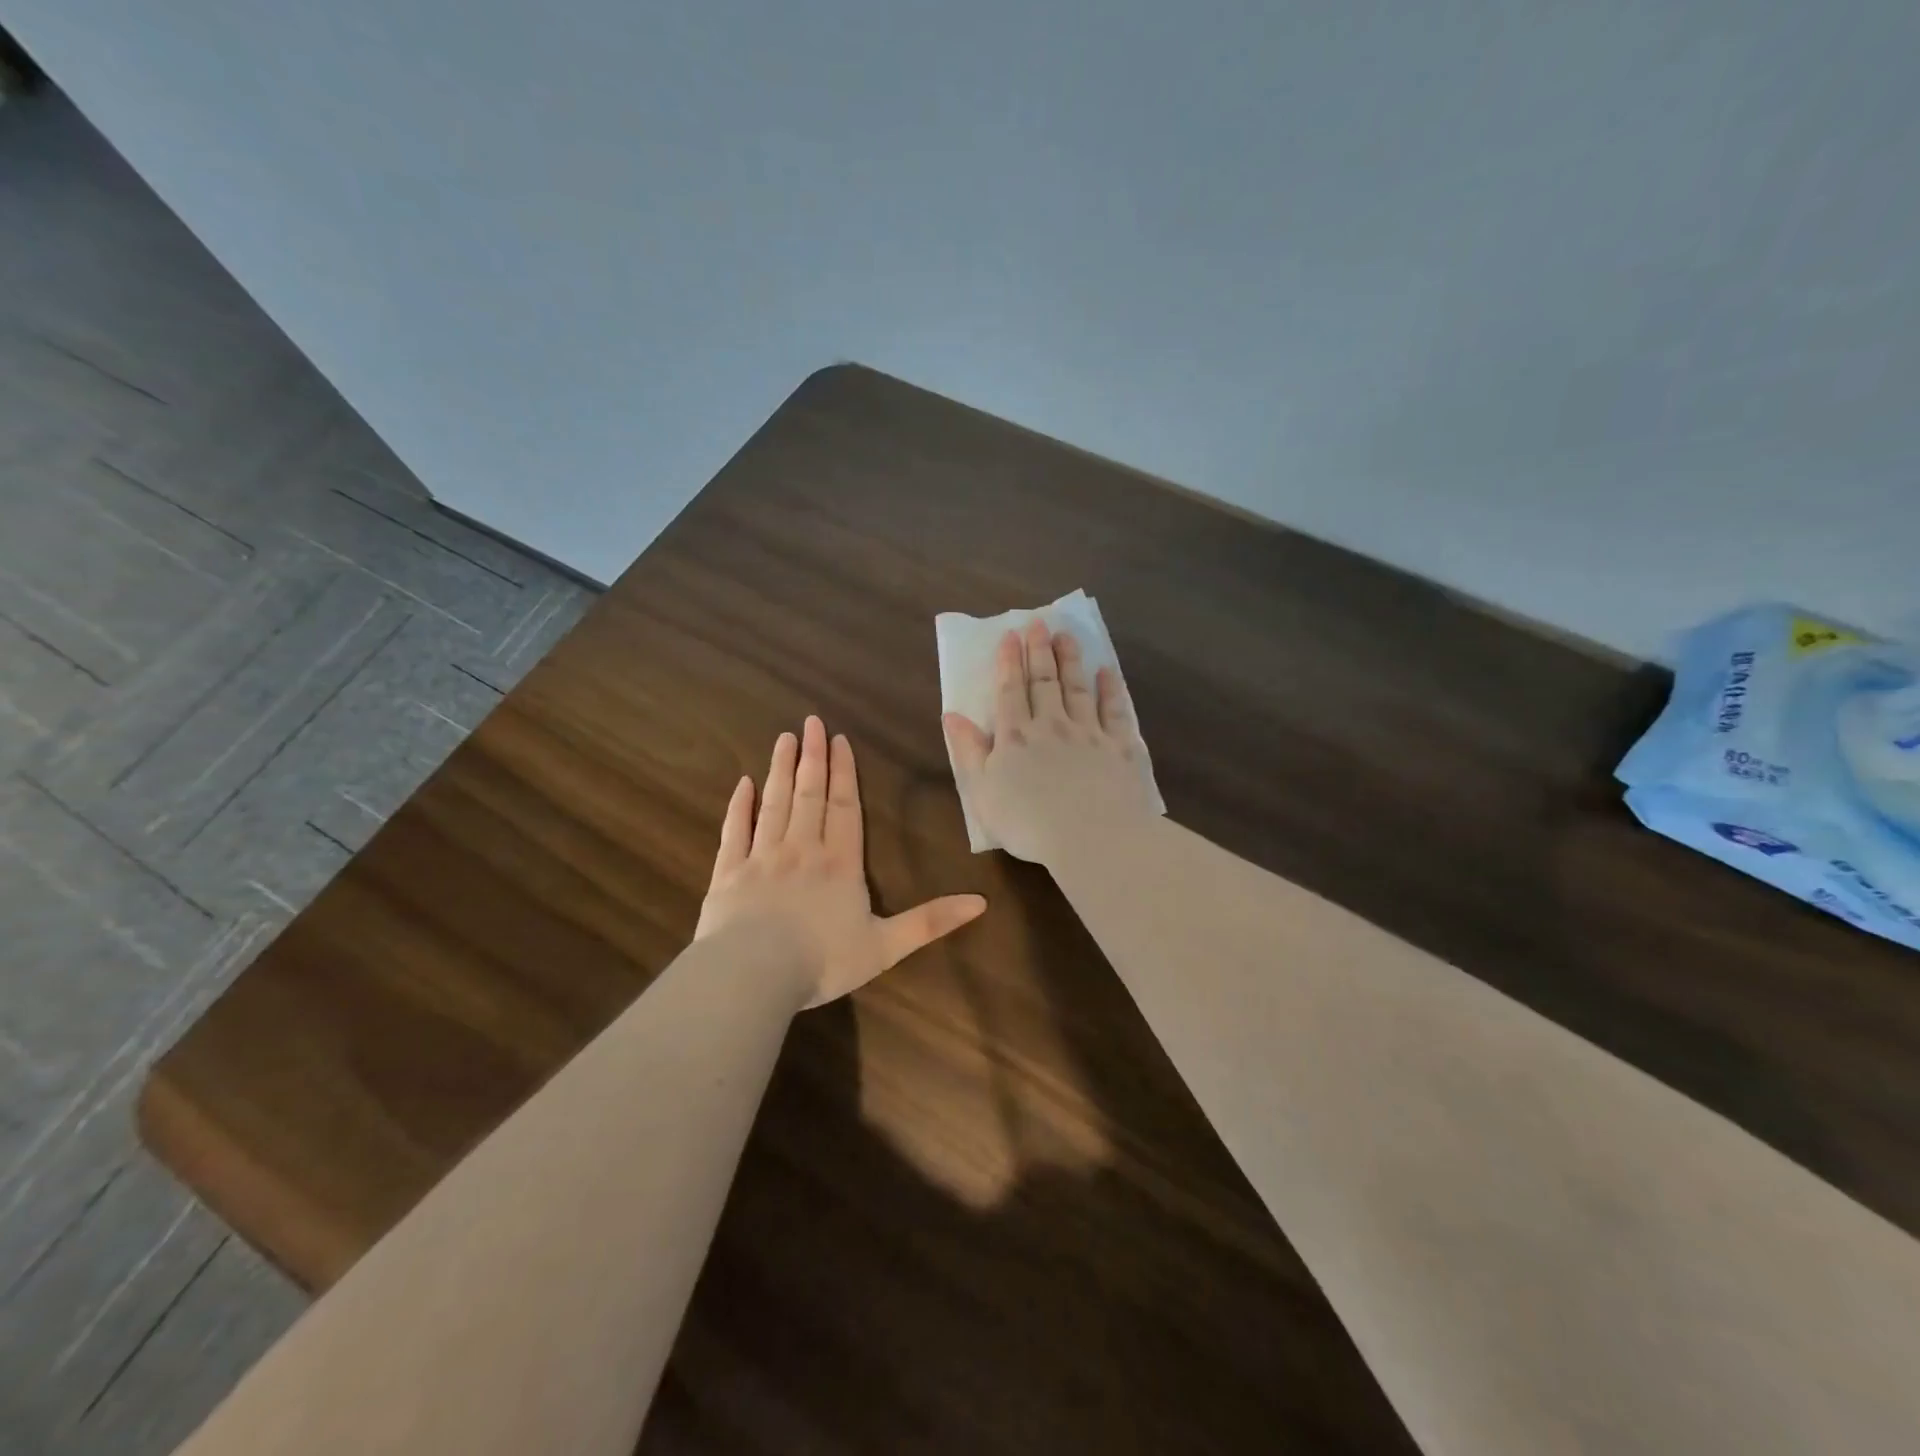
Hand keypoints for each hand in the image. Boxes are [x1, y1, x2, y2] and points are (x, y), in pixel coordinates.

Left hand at [696, 717, 986, 1006]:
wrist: (753, 974)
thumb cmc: (823, 960)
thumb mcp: (887, 946)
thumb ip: (931, 922)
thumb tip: (981, 902)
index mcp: (840, 863)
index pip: (845, 808)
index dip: (845, 773)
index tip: (840, 740)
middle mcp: (802, 849)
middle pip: (809, 795)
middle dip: (813, 757)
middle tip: (811, 723)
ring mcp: (762, 857)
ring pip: (775, 803)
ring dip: (781, 770)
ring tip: (784, 739)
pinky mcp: (728, 873)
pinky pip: (735, 831)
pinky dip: (740, 806)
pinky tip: (743, 784)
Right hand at [943, 621, 1157, 864]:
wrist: (1091, 836)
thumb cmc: (1028, 822)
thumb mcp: (982, 791)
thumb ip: (967, 751)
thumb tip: (952, 715)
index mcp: (1016, 737)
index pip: (1010, 691)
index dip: (1009, 662)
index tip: (1011, 635)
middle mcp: (1052, 725)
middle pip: (1045, 682)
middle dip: (1040, 651)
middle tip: (1039, 623)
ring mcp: (1089, 733)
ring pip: (1078, 688)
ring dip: (1071, 660)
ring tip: (1067, 636)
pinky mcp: (1120, 747)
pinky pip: (1115, 711)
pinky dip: (1110, 690)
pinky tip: (1107, 673)